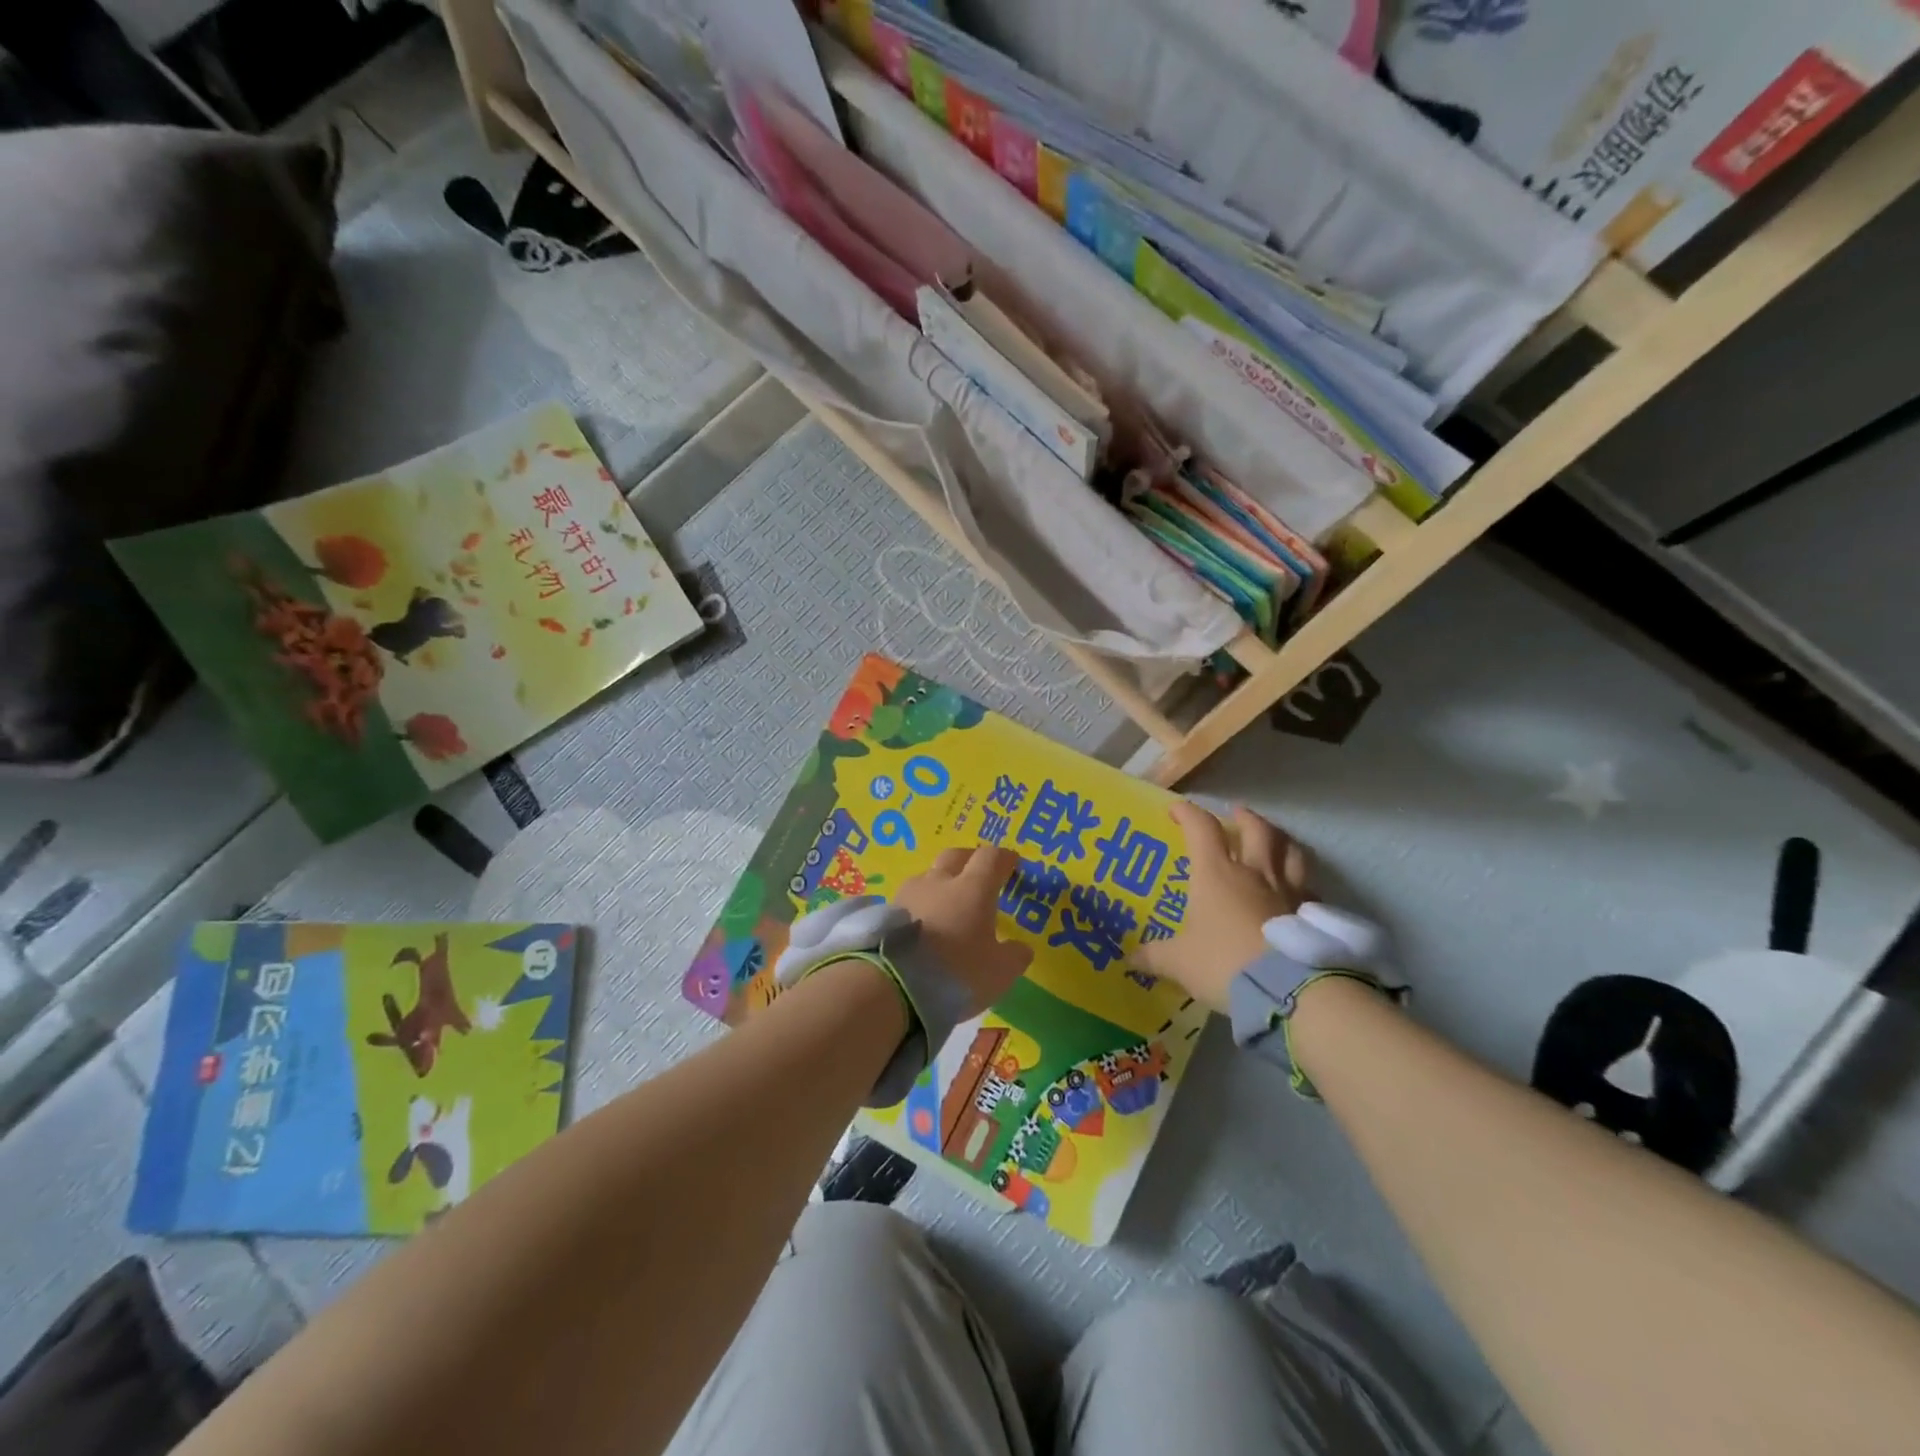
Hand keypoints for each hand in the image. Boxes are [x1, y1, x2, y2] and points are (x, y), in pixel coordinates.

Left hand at [893, 846, 1033, 1015]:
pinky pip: (910, 899)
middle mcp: (940, 881)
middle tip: (979, 874)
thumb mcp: (999, 972)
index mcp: (974, 888)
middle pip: (956, 856)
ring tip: (947, 905)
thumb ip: (1014, 956)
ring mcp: (909, 894)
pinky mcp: (886, 912)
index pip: (991, 858)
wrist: (893, 986)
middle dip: (970, 861)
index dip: (1003, 858)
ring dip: (941, 883)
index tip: (1011, 863)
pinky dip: (921, 905)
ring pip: (929, 876)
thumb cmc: (957, 972)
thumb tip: (1021, 948)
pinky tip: (923, 925)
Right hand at [1138, 802, 1307, 1011]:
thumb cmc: (1223, 963)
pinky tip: (1297, 893)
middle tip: (1236, 814)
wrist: (1286, 991)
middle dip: (1245, 817)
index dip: (1188, 813)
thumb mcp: (1179, 962)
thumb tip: (1129, 958)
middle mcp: (1254, 873)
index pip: (1202, 828)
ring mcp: (1288, 892)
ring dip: (1280, 841)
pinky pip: (1309, 889)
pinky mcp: (1310, 915)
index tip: (1176, 810)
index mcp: (1216, 874)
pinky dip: (1301, 884)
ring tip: (1274, 841)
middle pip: (1257, 829)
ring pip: (1290, 851)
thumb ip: (1154, 956)